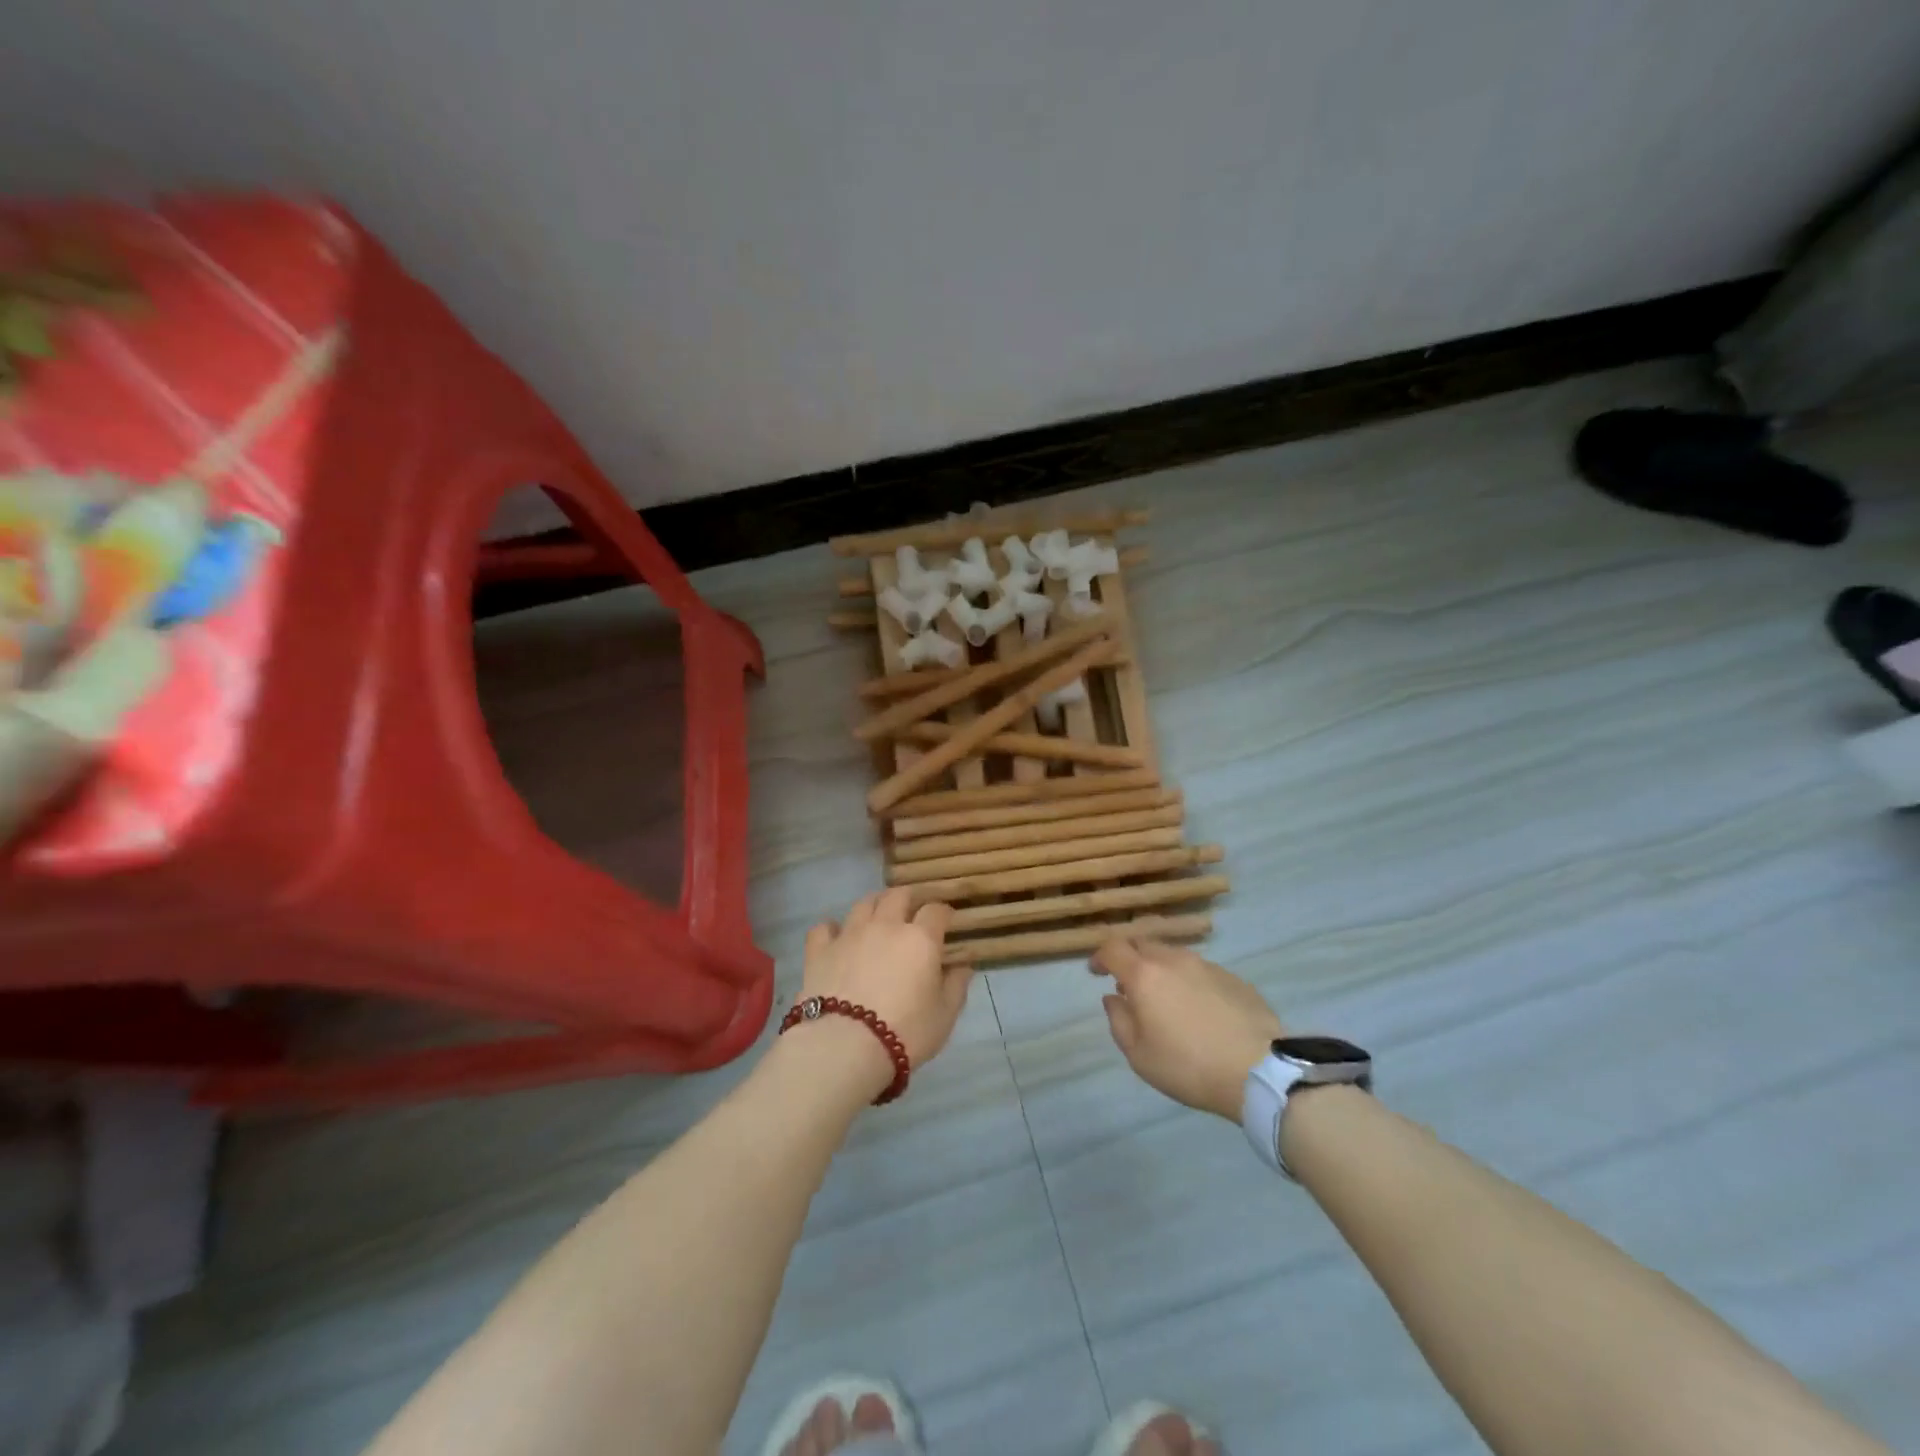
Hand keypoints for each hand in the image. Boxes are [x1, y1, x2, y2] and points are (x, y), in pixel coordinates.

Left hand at [797, 889, 968, 1085]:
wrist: (844, 1047)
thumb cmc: (905, 1033)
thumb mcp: (944, 1015)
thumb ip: (956, 985)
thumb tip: (963, 965)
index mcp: (920, 938)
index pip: (936, 910)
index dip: (944, 912)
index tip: (947, 921)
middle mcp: (885, 926)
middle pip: (898, 895)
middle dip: (909, 899)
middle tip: (913, 913)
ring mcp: (850, 934)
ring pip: (863, 904)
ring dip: (874, 906)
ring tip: (878, 920)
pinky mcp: (820, 950)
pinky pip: (824, 927)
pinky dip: (832, 929)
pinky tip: (837, 938)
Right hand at [1091, 937, 1284, 1121]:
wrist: (1259, 1070)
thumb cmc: (1188, 1066)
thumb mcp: (1139, 1055)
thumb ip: (1119, 1021)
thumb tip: (1113, 998)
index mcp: (1144, 975)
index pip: (1113, 948)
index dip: (1099, 956)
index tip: (1096, 972)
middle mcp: (1173, 960)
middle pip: (1144, 943)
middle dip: (1130, 957)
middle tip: (1128, 982)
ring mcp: (1207, 965)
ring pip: (1174, 955)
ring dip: (1161, 968)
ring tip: (1165, 997)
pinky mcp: (1233, 978)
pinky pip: (1200, 970)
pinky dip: (1189, 981)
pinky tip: (1198, 1008)